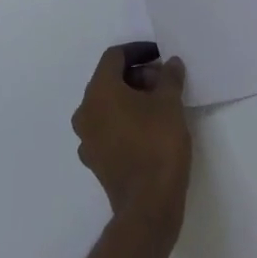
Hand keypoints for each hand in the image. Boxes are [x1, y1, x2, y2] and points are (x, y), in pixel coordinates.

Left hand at [72, 44, 190, 239]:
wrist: (148, 206)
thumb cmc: (158, 144)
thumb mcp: (170, 103)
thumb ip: (169, 77)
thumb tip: (171, 63)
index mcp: (99, 92)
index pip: (114, 57)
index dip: (138, 51)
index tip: (160, 56)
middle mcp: (85, 112)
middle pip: (109, 80)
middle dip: (137, 76)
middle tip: (165, 82)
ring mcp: (87, 139)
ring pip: (108, 105)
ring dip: (132, 98)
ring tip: (161, 104)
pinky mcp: (96, 160)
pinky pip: (108, 128)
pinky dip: (126, 121)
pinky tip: (149, 129)